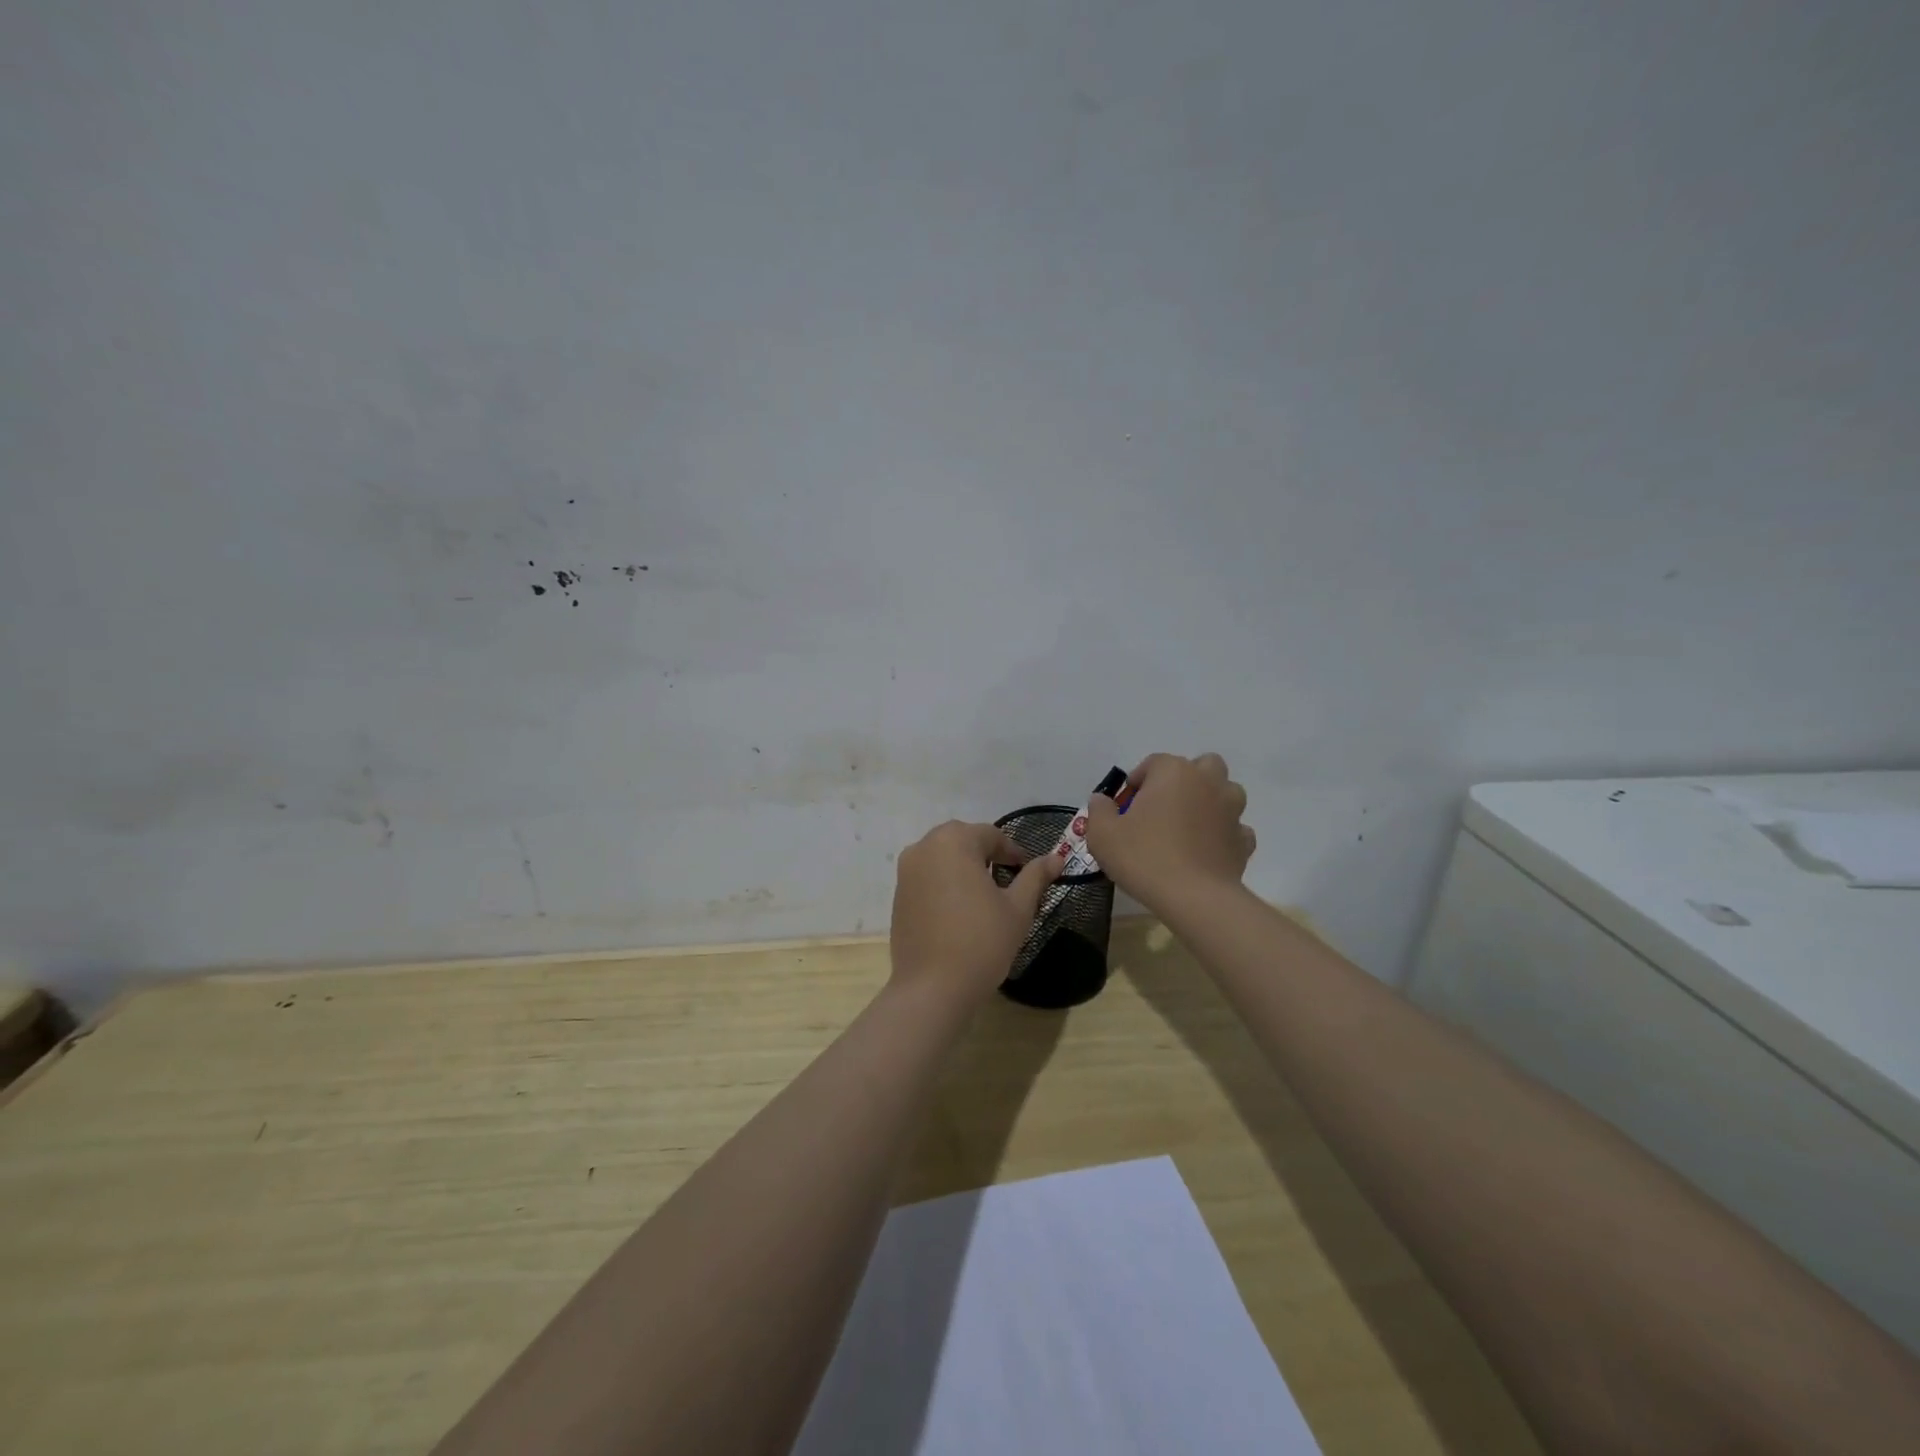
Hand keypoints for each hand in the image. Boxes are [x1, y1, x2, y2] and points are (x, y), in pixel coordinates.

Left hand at [889, 821, 1060, 1000]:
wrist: (932, 988)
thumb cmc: (981, 942)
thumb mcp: (1018, 908)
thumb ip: (1035, 877)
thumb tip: (1056, 858)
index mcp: (953, 841)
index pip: (991, 835)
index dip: (1014, 852)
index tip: (1028, 872)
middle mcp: (924, 847)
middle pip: (963, 841)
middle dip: (987, 856)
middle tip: (1008, 882)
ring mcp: (906, 871)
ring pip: (943, 858)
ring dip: (964, 868)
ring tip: (985, 897)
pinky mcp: (898, 895)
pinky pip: (927, 877)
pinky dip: (945, 884)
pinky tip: (960, 911)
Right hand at [1085, 753, 1255, 912]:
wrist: (1194, 898)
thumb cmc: (1145, 857)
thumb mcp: (1103, 834)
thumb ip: (1099, 810)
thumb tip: (1101, 800)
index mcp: (1173, 772)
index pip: (1153, 763)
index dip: (1137, 782)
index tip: (1124, 807)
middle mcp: (1208, 782)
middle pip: (1201, 766)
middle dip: (1184, 779)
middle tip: (1163, 807)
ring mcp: (1231, 810)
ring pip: (1225, 792)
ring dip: (1210, 801)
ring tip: (1188, 826)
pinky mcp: (1243, 840)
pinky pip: (1235, 827)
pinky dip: (1222, 833)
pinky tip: (1206, 850)